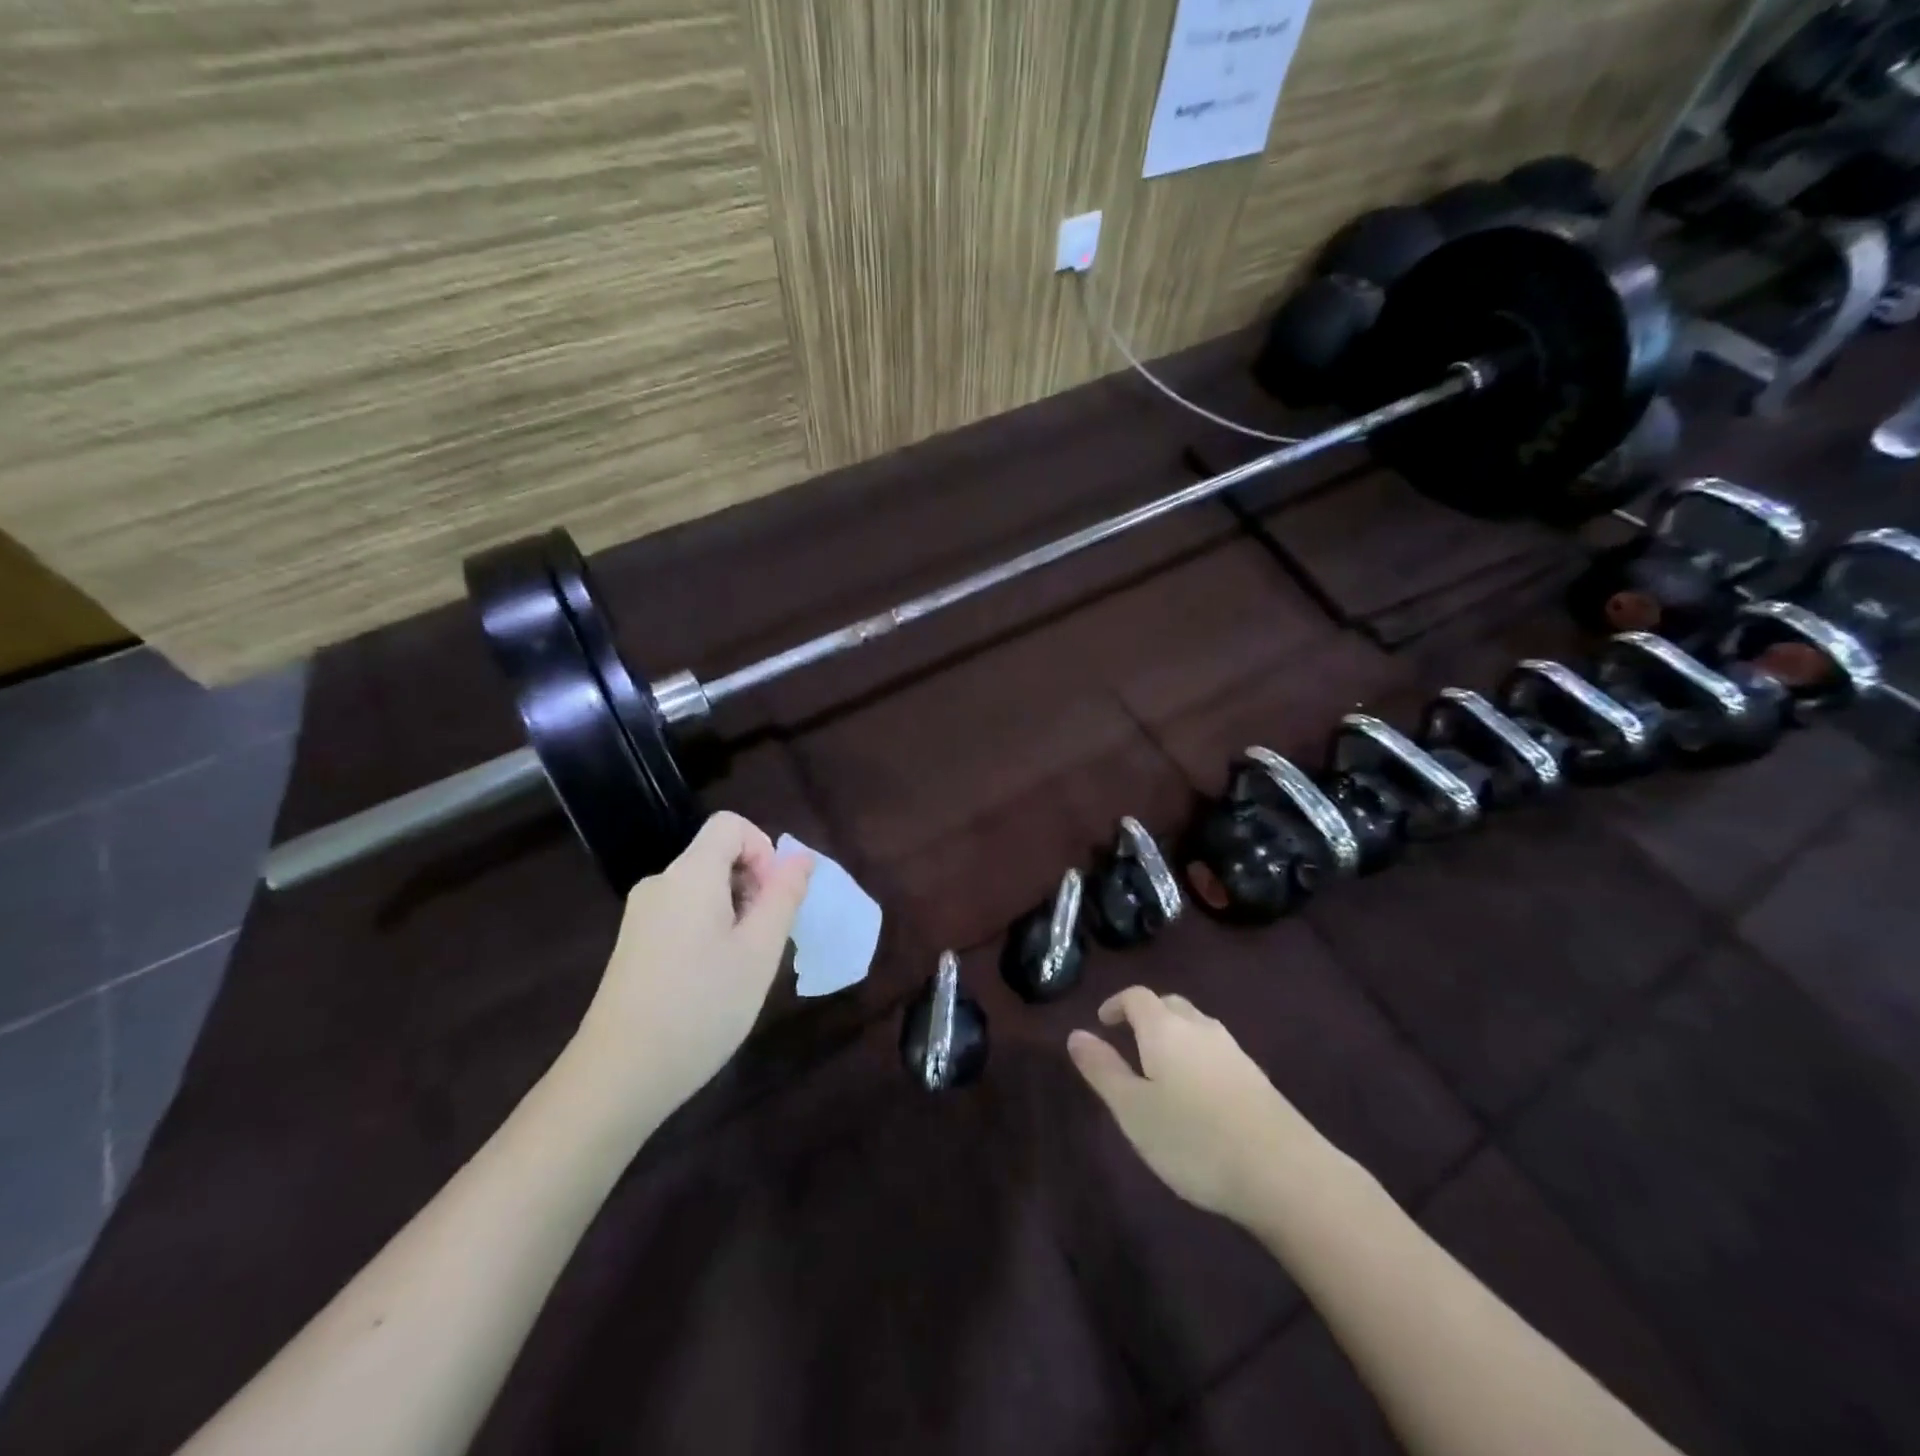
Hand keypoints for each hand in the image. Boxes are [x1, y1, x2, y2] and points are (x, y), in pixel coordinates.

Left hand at [566, 813, 812, 1131]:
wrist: (618, 1075)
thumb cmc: (702, 1006)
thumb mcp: (760, 951)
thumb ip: (784, 896)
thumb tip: (800, 857)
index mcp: (690, 875)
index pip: (730, 825)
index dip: (763, 849)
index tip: (773, 898)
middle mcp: (660, 884)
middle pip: (717, 857)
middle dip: (753, 886)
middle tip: (765, 941)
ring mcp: (641, 916)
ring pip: (703, 890)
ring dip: (735, 913)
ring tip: (741, 967)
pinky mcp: (633, 945)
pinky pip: (683, 915)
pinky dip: (709, 931)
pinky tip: (712, 982)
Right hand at [1068, 987, 1323, 1224]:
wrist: (1284, 1172)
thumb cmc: (1193, 1139)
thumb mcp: (1133, 1110)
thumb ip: (1102, 1069)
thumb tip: (1076, 1034)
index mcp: (1165, 1028)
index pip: (1137, 997)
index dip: (1116, 1004)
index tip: (1102, 1022)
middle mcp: (1200, 1028)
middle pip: (1170, 1005)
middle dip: (1146, 1016)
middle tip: (1129, 1042)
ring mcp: (1234, 1051)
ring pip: (1196, 1028)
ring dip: (1174, 1036)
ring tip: (1161, 1070)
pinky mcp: (1257, 1078)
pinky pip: (1216, 1052)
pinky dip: (1198, 1058)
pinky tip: (1198, 1095)